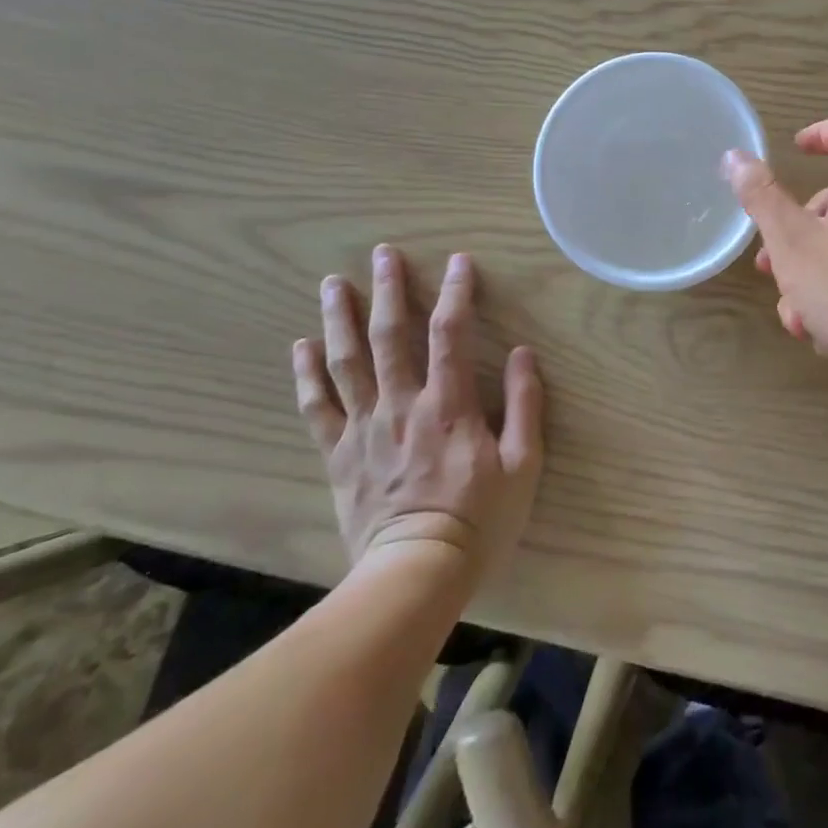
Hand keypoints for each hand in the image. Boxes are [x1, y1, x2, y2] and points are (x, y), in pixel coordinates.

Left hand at [292, 246, 542, 579]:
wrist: (416, 574)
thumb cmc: (480, 518)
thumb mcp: (524, 464)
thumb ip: (526, 404)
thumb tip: (524, 352)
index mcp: (449, 404)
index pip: (451, 333)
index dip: (456, 292)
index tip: (459, 261)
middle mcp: (401, 405)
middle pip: (389, 336)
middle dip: (388, 290)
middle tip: (384, 253)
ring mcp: (364, 429)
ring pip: (346, 362)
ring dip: (340, 319)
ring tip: (333, 283)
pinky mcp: (339, 455)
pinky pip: (317, 407)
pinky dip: (308, 374)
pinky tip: (302, 346)